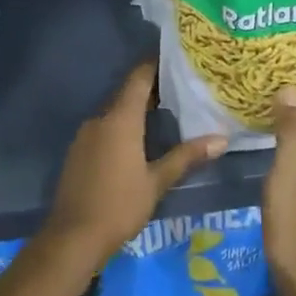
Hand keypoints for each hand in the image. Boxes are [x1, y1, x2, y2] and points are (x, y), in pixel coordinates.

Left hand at [44, 60, 226, 267]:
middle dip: (151, 89)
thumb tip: (221, 139)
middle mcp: (100, 119)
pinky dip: (121, 127)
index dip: (155, 65)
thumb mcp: (157, 182)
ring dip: (135, 110)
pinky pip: (103, 128)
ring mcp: (85, 135)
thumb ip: (187, 157)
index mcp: (120, 120)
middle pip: (126, 94)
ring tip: (165, 113)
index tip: (176, 59)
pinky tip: (137, 141)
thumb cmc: (120, 205)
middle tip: (180, 88)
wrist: (73, 236)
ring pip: (114, 112)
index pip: (138, 78)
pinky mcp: (78, 151)